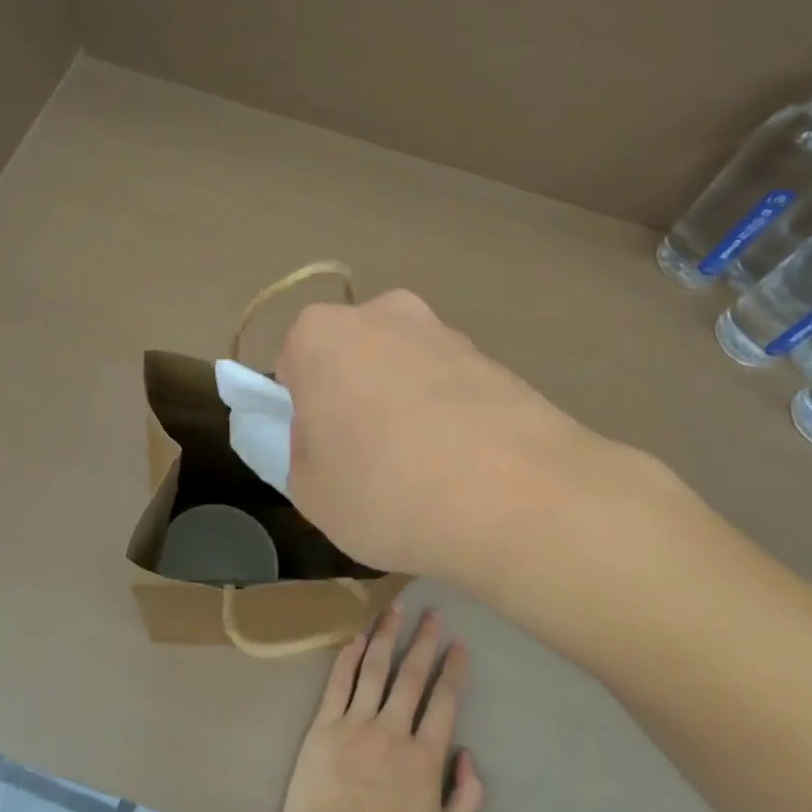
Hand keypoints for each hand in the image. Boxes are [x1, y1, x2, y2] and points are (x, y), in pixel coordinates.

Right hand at [276, 289, 651, 585]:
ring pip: (403, 370)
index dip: (303, 414)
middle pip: (352, 359)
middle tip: (369, 461)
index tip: (325, 453)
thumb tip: (327, 436)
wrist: (519, 497)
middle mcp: (384, 314)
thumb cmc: (387, 491)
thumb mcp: (310, 492)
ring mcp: (446, 332)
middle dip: (353, 398)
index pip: (292, 367)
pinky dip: (449, 416)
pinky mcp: (495, 359)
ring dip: (403, 406)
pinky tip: (465, 466)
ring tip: (426, 472)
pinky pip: (450, 387)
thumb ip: (302, 452)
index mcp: (322, 335)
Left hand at [278, 606, 483, 811]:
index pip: (444, 702)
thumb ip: (467, 799)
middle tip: (433, 613)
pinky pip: (339, 684)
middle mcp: (392, 731)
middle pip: (412, 675)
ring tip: (396, 609)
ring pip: (375, 670)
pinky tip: (358, 637)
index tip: (459, 645)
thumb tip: (469, 755)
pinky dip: (349, 658)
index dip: (453, 670)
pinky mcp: (324, 728)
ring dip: (388, 636)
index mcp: (425, 759)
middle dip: (424, 641)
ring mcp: (355, 725)